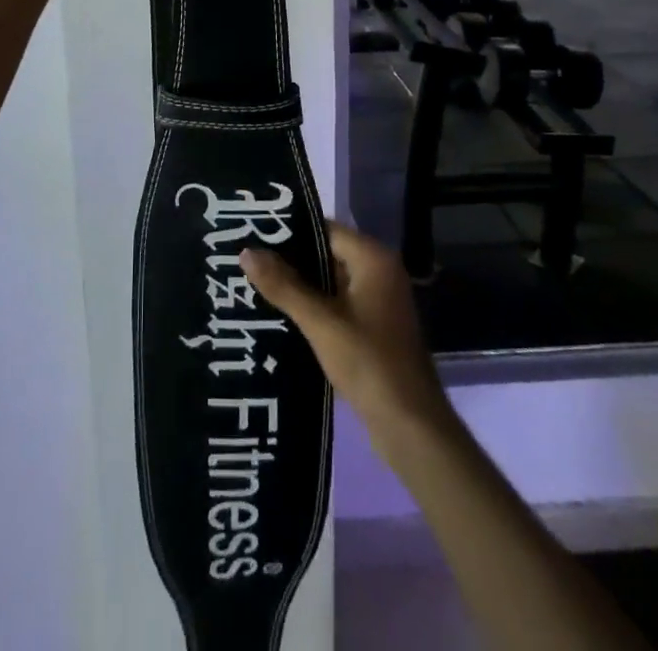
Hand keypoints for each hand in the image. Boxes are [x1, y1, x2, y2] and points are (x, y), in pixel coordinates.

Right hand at [242, 221, 451, 458]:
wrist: (411, 428)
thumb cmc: (369, 364)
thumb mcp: (321, 323)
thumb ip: (284, 286)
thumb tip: (246, 252)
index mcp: (373, 259)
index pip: (324, 229)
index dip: (289, 232)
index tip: (253, 233)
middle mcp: (379, 271)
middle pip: (326, 253)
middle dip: (290, 259)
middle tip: (247, 259)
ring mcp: (378, 301)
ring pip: (330, 280)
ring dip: (299, 285)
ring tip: (254, 283)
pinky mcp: (373, 327)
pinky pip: (337, 303)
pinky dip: (313, 306)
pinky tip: (280, 313)